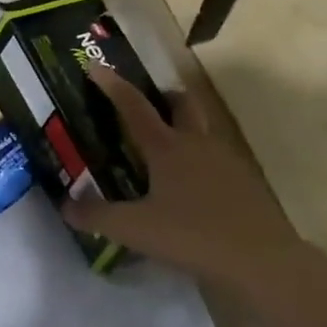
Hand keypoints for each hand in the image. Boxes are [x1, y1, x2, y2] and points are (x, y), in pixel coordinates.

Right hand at [65, 64, 299, 292]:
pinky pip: (218, 159)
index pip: (133, 107)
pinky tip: (194, 187)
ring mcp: (225, 161)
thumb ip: (98, 217)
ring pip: (203, 129)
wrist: (261, 261)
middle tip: (149, 103)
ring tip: (168, 148)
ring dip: (185, 127)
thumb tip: (65, 205)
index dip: (113, 86)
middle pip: (181, 104)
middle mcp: (196, 144)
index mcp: (166, 147)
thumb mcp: (136, 230)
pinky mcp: (245, 183)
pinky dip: (202, 161)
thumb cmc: (192, 235)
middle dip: (164, 97)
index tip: (96, 66)